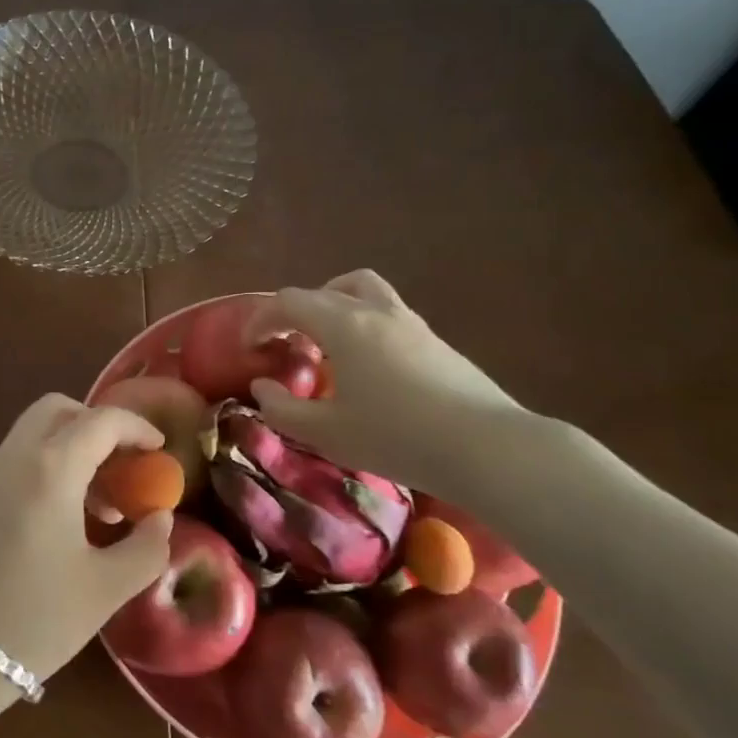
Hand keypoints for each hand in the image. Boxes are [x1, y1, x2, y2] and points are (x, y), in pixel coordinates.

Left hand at [0, 394, 174, 681]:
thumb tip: (161, 519)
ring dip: (70, 451)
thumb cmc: (31, 621)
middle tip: (122, 464)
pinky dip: (44, 471)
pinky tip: (59, 525)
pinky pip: (13, 464)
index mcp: (49, 469)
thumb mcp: (104, 591)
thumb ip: (145, 549)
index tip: (159, 449)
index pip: (100, 421)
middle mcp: (12, 459)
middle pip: (56, 410)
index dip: (136, 427)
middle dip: (96, 425)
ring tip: (99, 509)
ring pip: (31, 436)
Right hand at [248, 270, 531, 499]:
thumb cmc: (397, 437)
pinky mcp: (435, 340)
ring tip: (325, 340)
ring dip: (334, 304)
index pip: (288, 302)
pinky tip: (367, 366)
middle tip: (284, 344)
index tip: (249, 347)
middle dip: (294, 311)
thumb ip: (282, 409)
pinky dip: (363, 324)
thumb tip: (263, 387)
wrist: (488, 447)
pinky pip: (387, 313)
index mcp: (344, 325)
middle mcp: (375, 311)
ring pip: (363, 290)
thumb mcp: (326, 433)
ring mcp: (410, 322)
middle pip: (324, 290)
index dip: (260, 319)